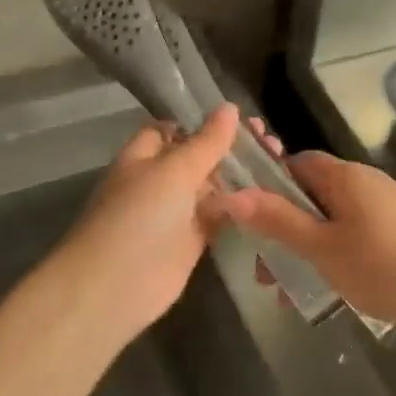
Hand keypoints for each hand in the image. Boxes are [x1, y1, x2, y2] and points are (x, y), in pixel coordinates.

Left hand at [62, 104, 265, 336]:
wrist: (115, 287)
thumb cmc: (139, 216)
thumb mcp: (174, 170)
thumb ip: (206, 142)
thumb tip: (231, 107)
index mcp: (145, 154)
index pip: (176, 128)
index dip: (206, 122)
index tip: (244, 119)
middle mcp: (160, 179)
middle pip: (199, 157)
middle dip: (231, 149)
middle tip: (272, 143)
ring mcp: (176, 211)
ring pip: (212, 187)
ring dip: (240, 177)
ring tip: (279, 163)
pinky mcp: (191, 241)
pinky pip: (218, 216)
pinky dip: (240, 208)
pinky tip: (270, 198)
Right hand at [216, 151, 395, 332]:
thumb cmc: (381, 266)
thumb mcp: (321, 247)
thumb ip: (277, 220)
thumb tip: (232, 195)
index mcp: (343, 176)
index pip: (295, 163)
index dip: (269, 185)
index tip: (252, 219)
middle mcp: (363, 180)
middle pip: (310, 193)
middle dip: (284, 227)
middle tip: (266, 268)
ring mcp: (382, 204)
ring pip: (330, 217)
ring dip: (305, 246)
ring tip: (289, 288)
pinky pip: (351, 230)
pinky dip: (331, 251)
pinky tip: (326, 287)